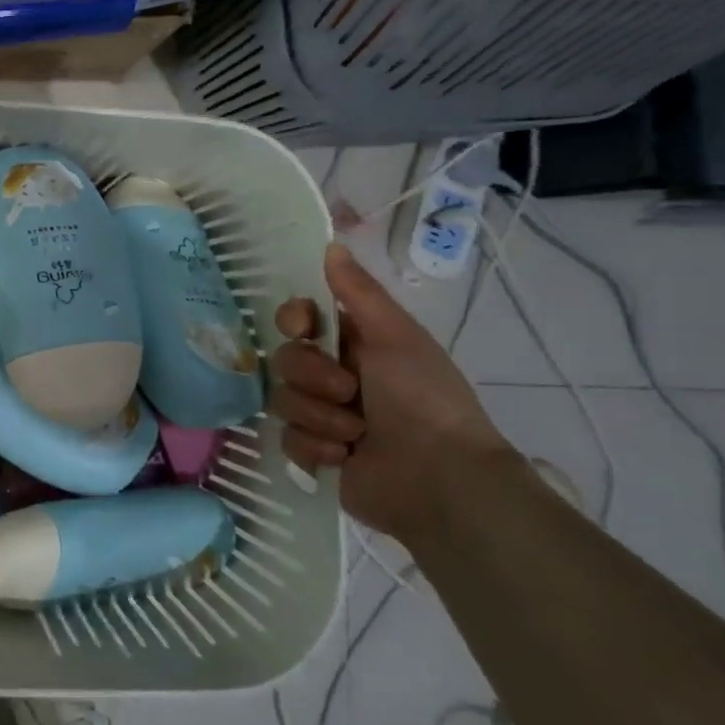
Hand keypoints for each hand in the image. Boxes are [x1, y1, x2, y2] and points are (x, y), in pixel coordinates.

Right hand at [272, 242, 511, 543]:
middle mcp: (334, 377)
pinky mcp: (315, 455)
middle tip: (348, 392)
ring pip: (283, 401)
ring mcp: (323, 418)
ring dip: (320, 417)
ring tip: (355, 434)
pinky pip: (288, 440)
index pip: (297, 320)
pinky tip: (344, 458)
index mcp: (353, 346)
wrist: (441, 480)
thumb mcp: (396, 336)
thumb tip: (331, 244)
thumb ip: (358, 292)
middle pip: (285, 360)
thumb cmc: (423, 398)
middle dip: (312, 377)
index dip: (292, 321)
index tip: (303, 329)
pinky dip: (316, 449)